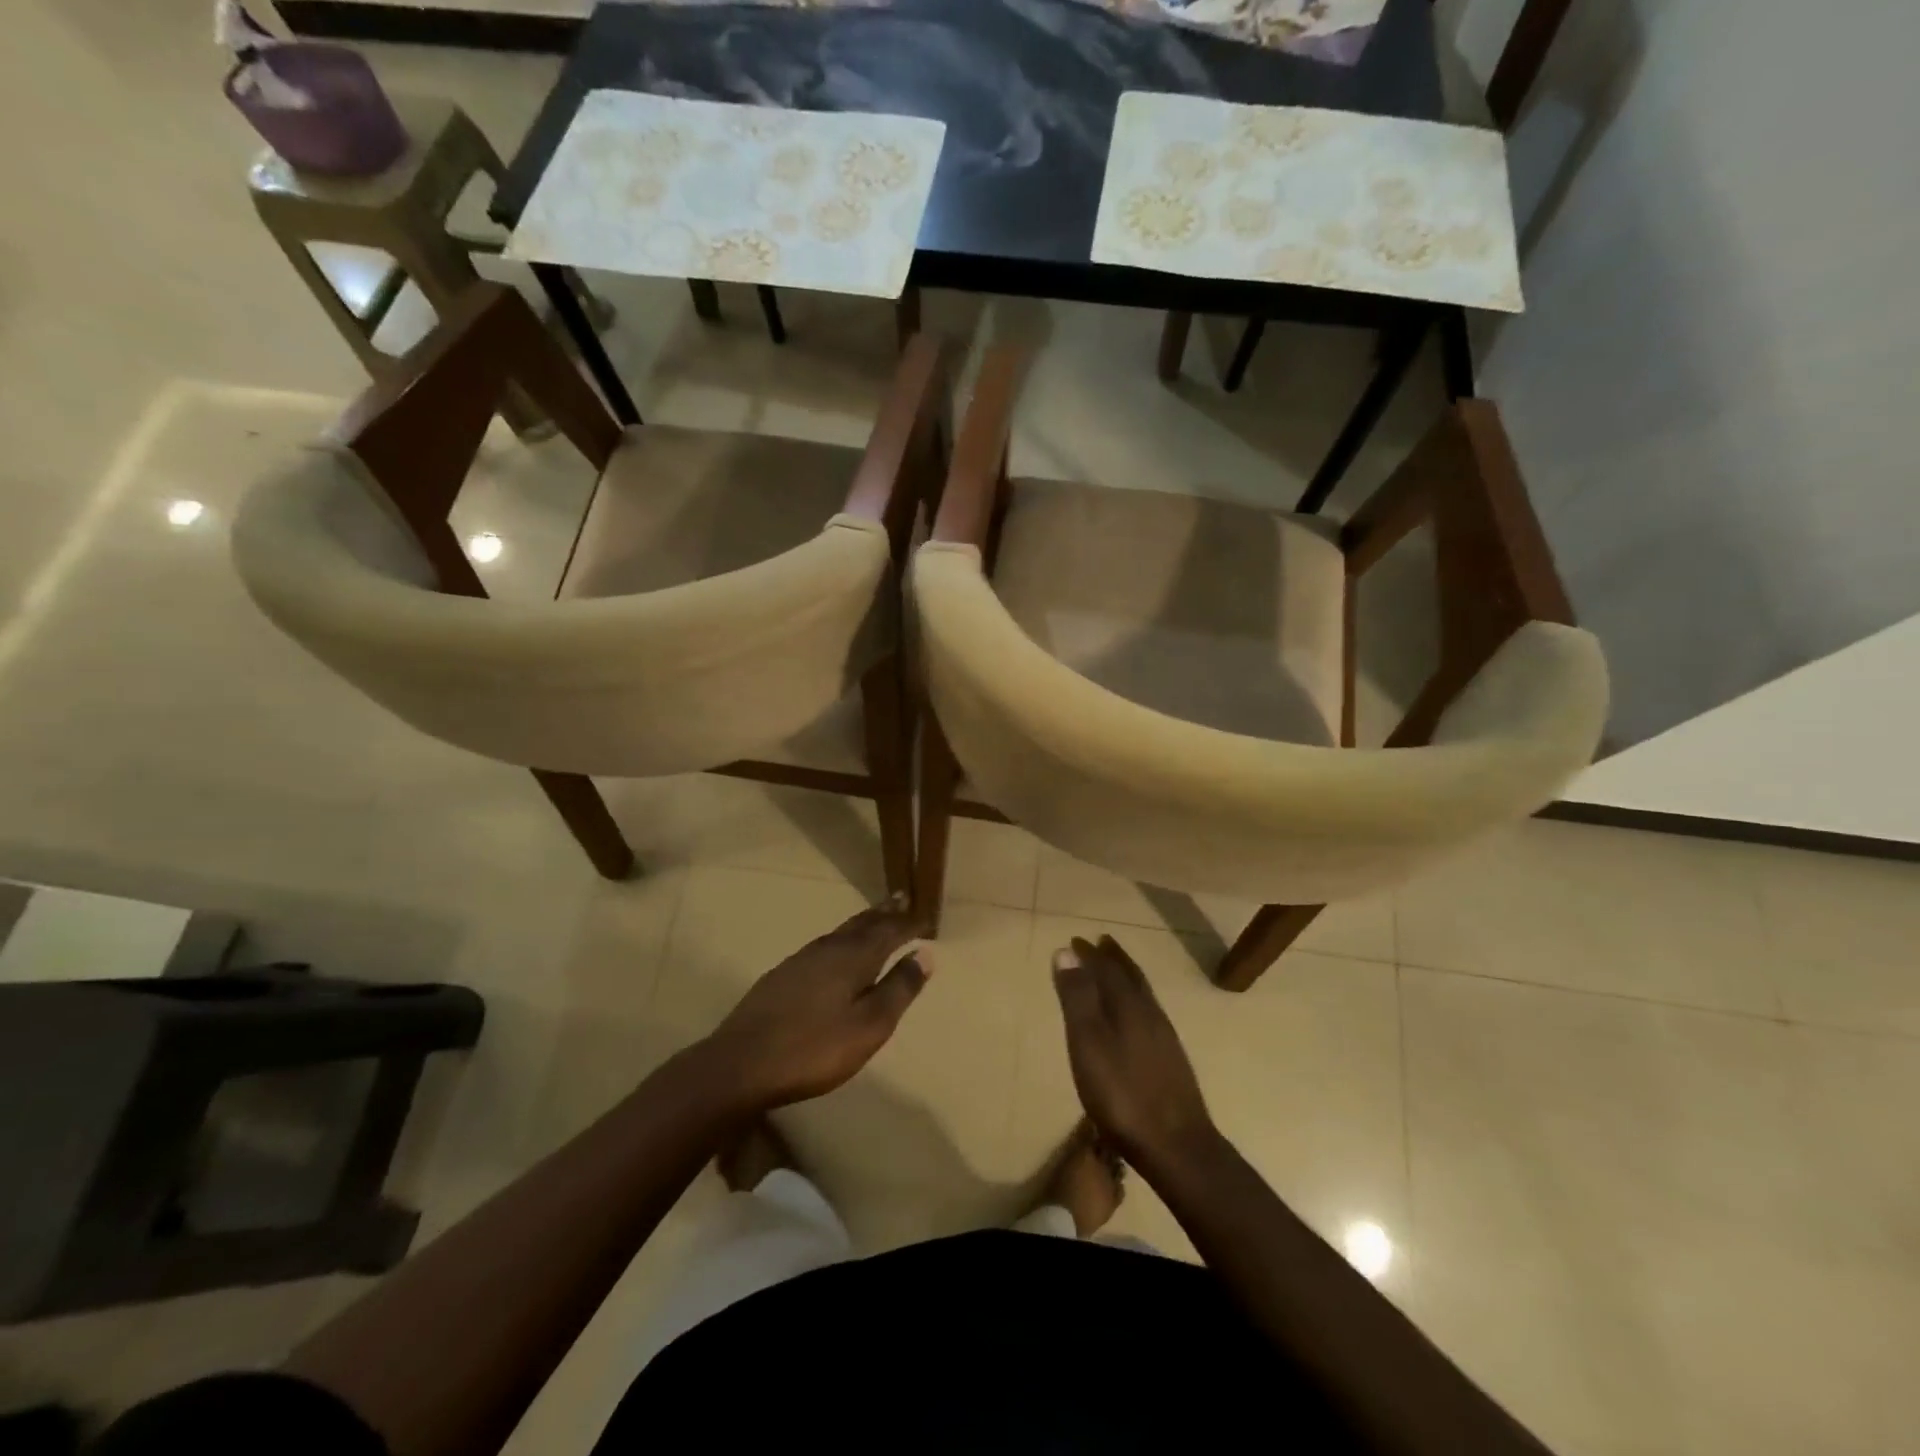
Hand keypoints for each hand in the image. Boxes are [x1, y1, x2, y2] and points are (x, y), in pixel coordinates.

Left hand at [700, 898, 928, 1111]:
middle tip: (901, 898)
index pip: (889, 930)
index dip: (909, 922)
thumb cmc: (814, 1048)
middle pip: (862, 923)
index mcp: (853, 957)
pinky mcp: (782, 976)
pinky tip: (835, 951)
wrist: (741, 1063)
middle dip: (884, 912)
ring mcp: (801, 960)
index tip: (926, 915)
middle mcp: (828, 948)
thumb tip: (925, 953)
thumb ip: (899, 989)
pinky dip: (841, 939)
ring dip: (862, 923)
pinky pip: (823, 945)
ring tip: (875, 919)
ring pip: (840, 932)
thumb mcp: (869, 1025)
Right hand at [1052, 935, 1215, 1170]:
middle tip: (1100, 943)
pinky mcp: (1171, 1060)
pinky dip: (1136, 1001)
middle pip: (1131, 977)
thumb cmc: (1122, 1093)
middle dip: (1113, 959)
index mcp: (1129, 1005)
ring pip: (1143, 995)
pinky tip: (1135, 1017)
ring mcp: (1164, 1038)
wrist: (1176, 1146)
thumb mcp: (1088, 1043)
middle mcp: (1150, 1013)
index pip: (1108, 969)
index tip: (1075, 940)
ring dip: (1127, 977)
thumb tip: (1066, 952)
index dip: (1091, 954)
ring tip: (1115, 971)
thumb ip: (1078, 998)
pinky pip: (1149, 1014)